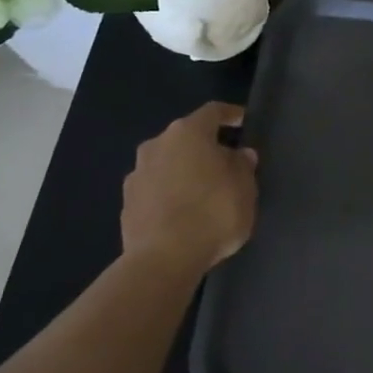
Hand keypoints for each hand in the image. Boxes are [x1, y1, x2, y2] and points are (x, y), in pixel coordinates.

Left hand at [121, 102, 258, 271]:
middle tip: (227, 164)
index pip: (213, 112)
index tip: (244, 122)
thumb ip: (243, 166)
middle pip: (187, 138)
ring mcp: (137, 174)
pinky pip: (156, 189)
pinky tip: (184, 213)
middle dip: (206, 147)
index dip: (231, 115)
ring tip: (205, 192)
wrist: (163, 260)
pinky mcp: (127, 203)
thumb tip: (239, 155)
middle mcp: (157, 144)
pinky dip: (170, 194)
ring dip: (185, 171)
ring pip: (168, 163)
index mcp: (188, 133)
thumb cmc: (213, 213)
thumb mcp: (245, 188)